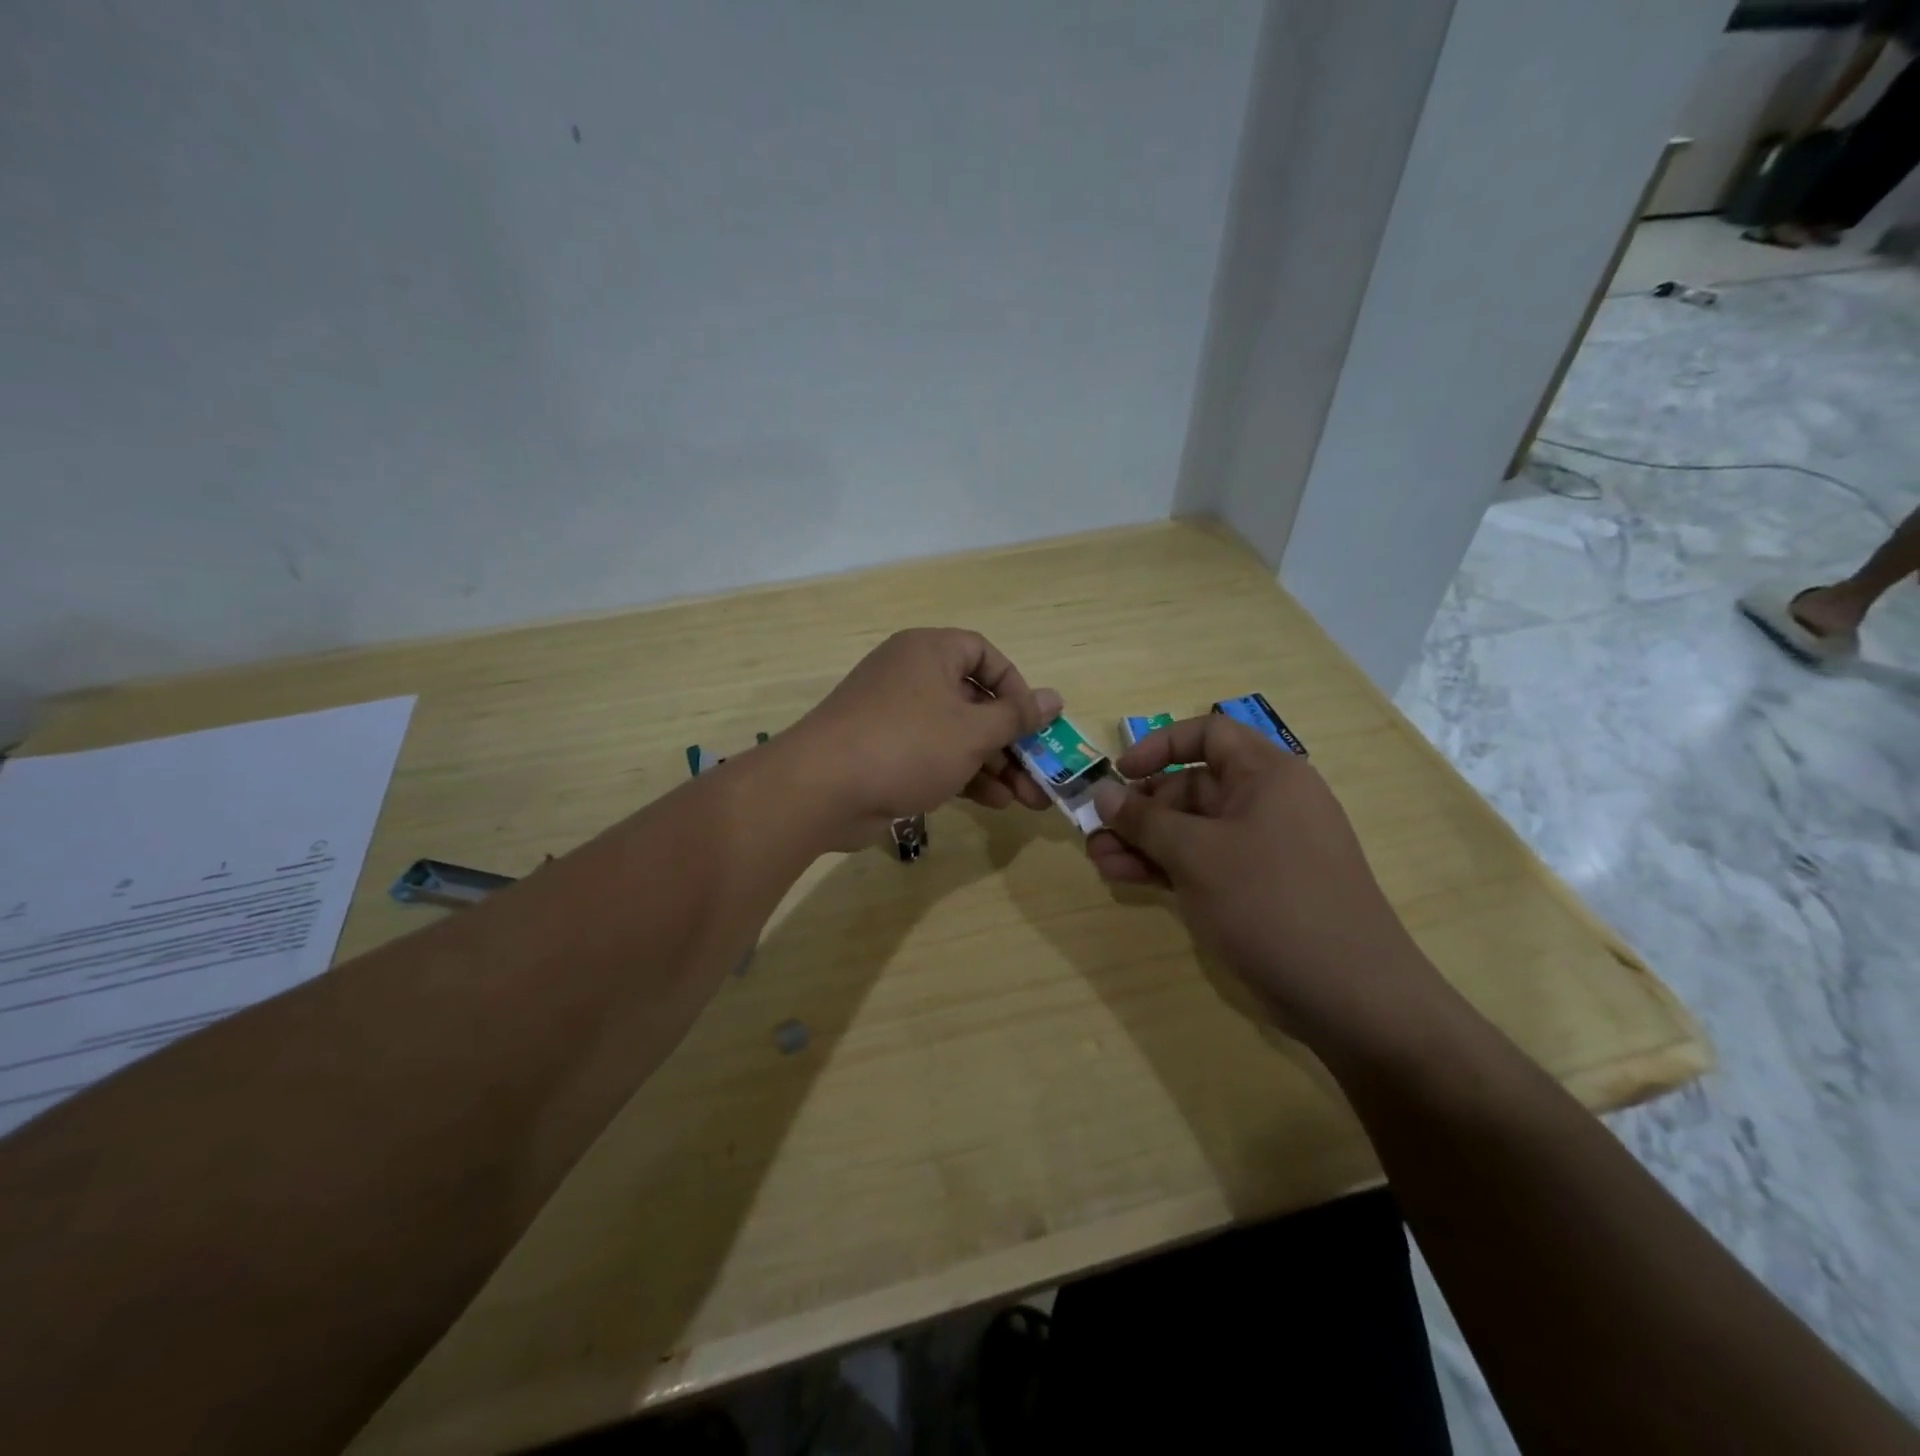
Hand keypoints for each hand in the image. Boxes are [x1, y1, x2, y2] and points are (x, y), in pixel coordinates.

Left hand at [783, 629, 1060, 851]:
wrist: (822, 789)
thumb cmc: (907, 744)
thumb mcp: (972, 731)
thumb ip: (1016, 717)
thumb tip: (1055, 698)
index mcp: (929, 652)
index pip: (984, 654)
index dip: (1014, 686)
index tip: (1034, 721)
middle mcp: (911, 677)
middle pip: (974, 702)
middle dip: (1012, 742)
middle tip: (1042, 774)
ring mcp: (895, 717)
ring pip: (957, 735)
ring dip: (995, 765)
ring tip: (1028, 799)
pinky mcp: (885, 753)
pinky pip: (934, 756)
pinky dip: (964, 775)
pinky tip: (994, 802)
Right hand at [1086, 716, 1434, 1034]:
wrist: (1349, 996)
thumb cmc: (1271, 902)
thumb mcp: (1197, 855)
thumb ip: (1145, 820)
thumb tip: (1103, 792)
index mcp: (1267, 775)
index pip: (1209, 735)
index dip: (1160, 746)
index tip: (1121, 773)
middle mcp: (1266, 803)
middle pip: (1192, 787)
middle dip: (1140, 808)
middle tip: (1096, 832)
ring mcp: (1261, 850)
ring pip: (1191, 831)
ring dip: (1143, 842)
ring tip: (1099, 861)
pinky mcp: (1255, 889)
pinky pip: (1202, 863)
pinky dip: (1165, 867)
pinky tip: (1124, 878)